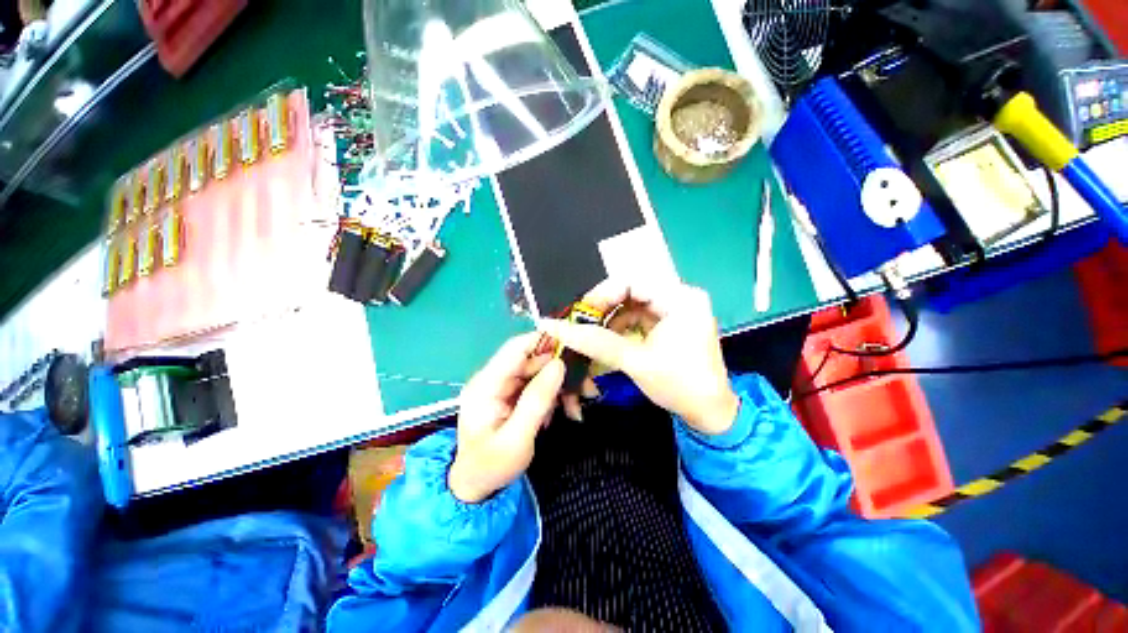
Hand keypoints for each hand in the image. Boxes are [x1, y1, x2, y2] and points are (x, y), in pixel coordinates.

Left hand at [449, 334, 564, 502]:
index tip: (575, 347)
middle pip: (533, 359)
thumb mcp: (517, 439)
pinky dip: (555, 394)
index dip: (544, 341)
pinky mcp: (513, 394)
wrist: (476, 486)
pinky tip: (563, 411)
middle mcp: (494, 378)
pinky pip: (539, 384)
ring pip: (540, 371)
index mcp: (486, 384)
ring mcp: (504, 386)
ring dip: (561, 385)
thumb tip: (558, 364)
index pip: (516, 348)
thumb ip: (537, 400)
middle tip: (587, 388)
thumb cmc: (491, 466)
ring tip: (576, 407)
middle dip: (561, 370)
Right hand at [539, 280, 738, 434]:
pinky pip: (638, 317)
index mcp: (680, 298)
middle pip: (631, 291)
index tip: (580, 315)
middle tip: (582, 325)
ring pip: (632, 305)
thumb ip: (595, 342)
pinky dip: (621, 328)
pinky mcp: (670, 322)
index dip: (601, 295)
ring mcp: (676, 309)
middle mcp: (679, 296)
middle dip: (604, 309)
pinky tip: (609, 340)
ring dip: (610, 320)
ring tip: (592, 335)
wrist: (710, 414)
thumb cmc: (679, 386)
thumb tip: (554, 326)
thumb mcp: (635, 361)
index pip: (631, 281)